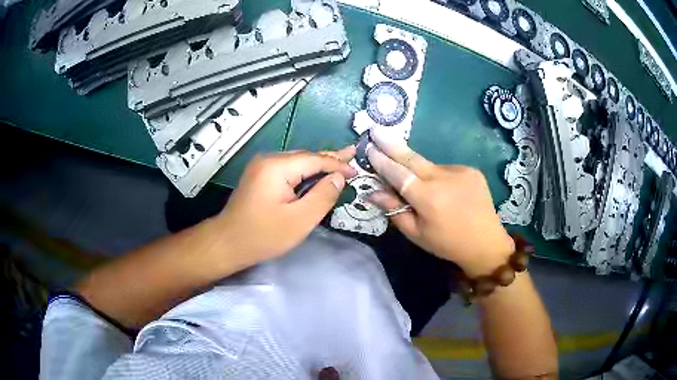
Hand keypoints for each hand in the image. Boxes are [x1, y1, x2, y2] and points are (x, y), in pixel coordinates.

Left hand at [216, 147, 356, 267]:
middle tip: (352, 154)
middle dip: (330, 159)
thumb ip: (323, 196)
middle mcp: (268, 160)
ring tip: (341, 162)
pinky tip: (317, 173)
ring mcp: (262, 167)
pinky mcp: (260, 176)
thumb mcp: (300, 220)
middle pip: (306, 157)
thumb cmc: (264, 235)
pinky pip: (288, 170)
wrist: (228, 243)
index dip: (337, 165)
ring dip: (318, 165)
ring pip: (297, 162)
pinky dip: (305, 172)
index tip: (357, 171)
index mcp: (277, 166)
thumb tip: (339, 177)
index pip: (315, 160)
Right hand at [366, 127, 513, 276]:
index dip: (382, 161)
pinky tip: (444, 191)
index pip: (398, 174)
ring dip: (419, 170)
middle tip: (376, 130)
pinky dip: (438, 177)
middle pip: (412, 158)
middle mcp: (443, 179)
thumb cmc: (447, 244)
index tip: (368, 147)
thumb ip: (394, 210)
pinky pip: (446, 169)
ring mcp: (460, 171)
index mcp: (428, 198)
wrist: (486, 242)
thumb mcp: (417, 233)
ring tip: (422, 188)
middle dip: (392, 144)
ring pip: (430, 166)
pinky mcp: (471, 170)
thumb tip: (372, 192)